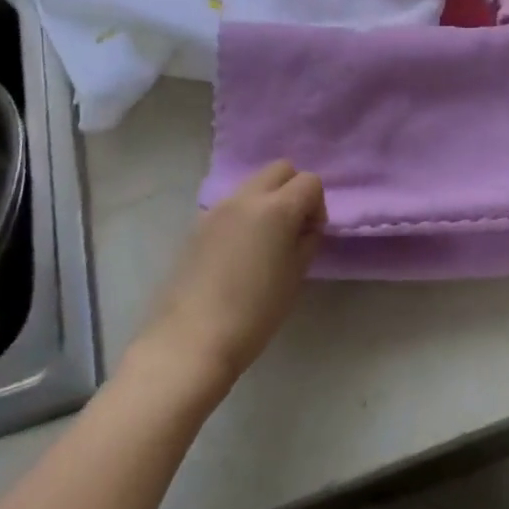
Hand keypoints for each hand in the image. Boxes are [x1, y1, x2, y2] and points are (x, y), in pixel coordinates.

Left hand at [136, 161, 325, 394]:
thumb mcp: (296, 275)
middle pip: (280, 169)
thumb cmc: (255, 312)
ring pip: (253, 184)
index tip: (310, 235)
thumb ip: (306, 239)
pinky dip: (244, 216)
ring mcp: (217, 209)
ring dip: (267, 201)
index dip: (317, 206)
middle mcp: (245, 198)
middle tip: (292, 229)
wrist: (191, 340)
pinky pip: (231, 205)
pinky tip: (238, 253)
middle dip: (293, 190)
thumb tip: (304, 226)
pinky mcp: (197, 225)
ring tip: (264, 243)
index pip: (310, 181)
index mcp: (276, 208)